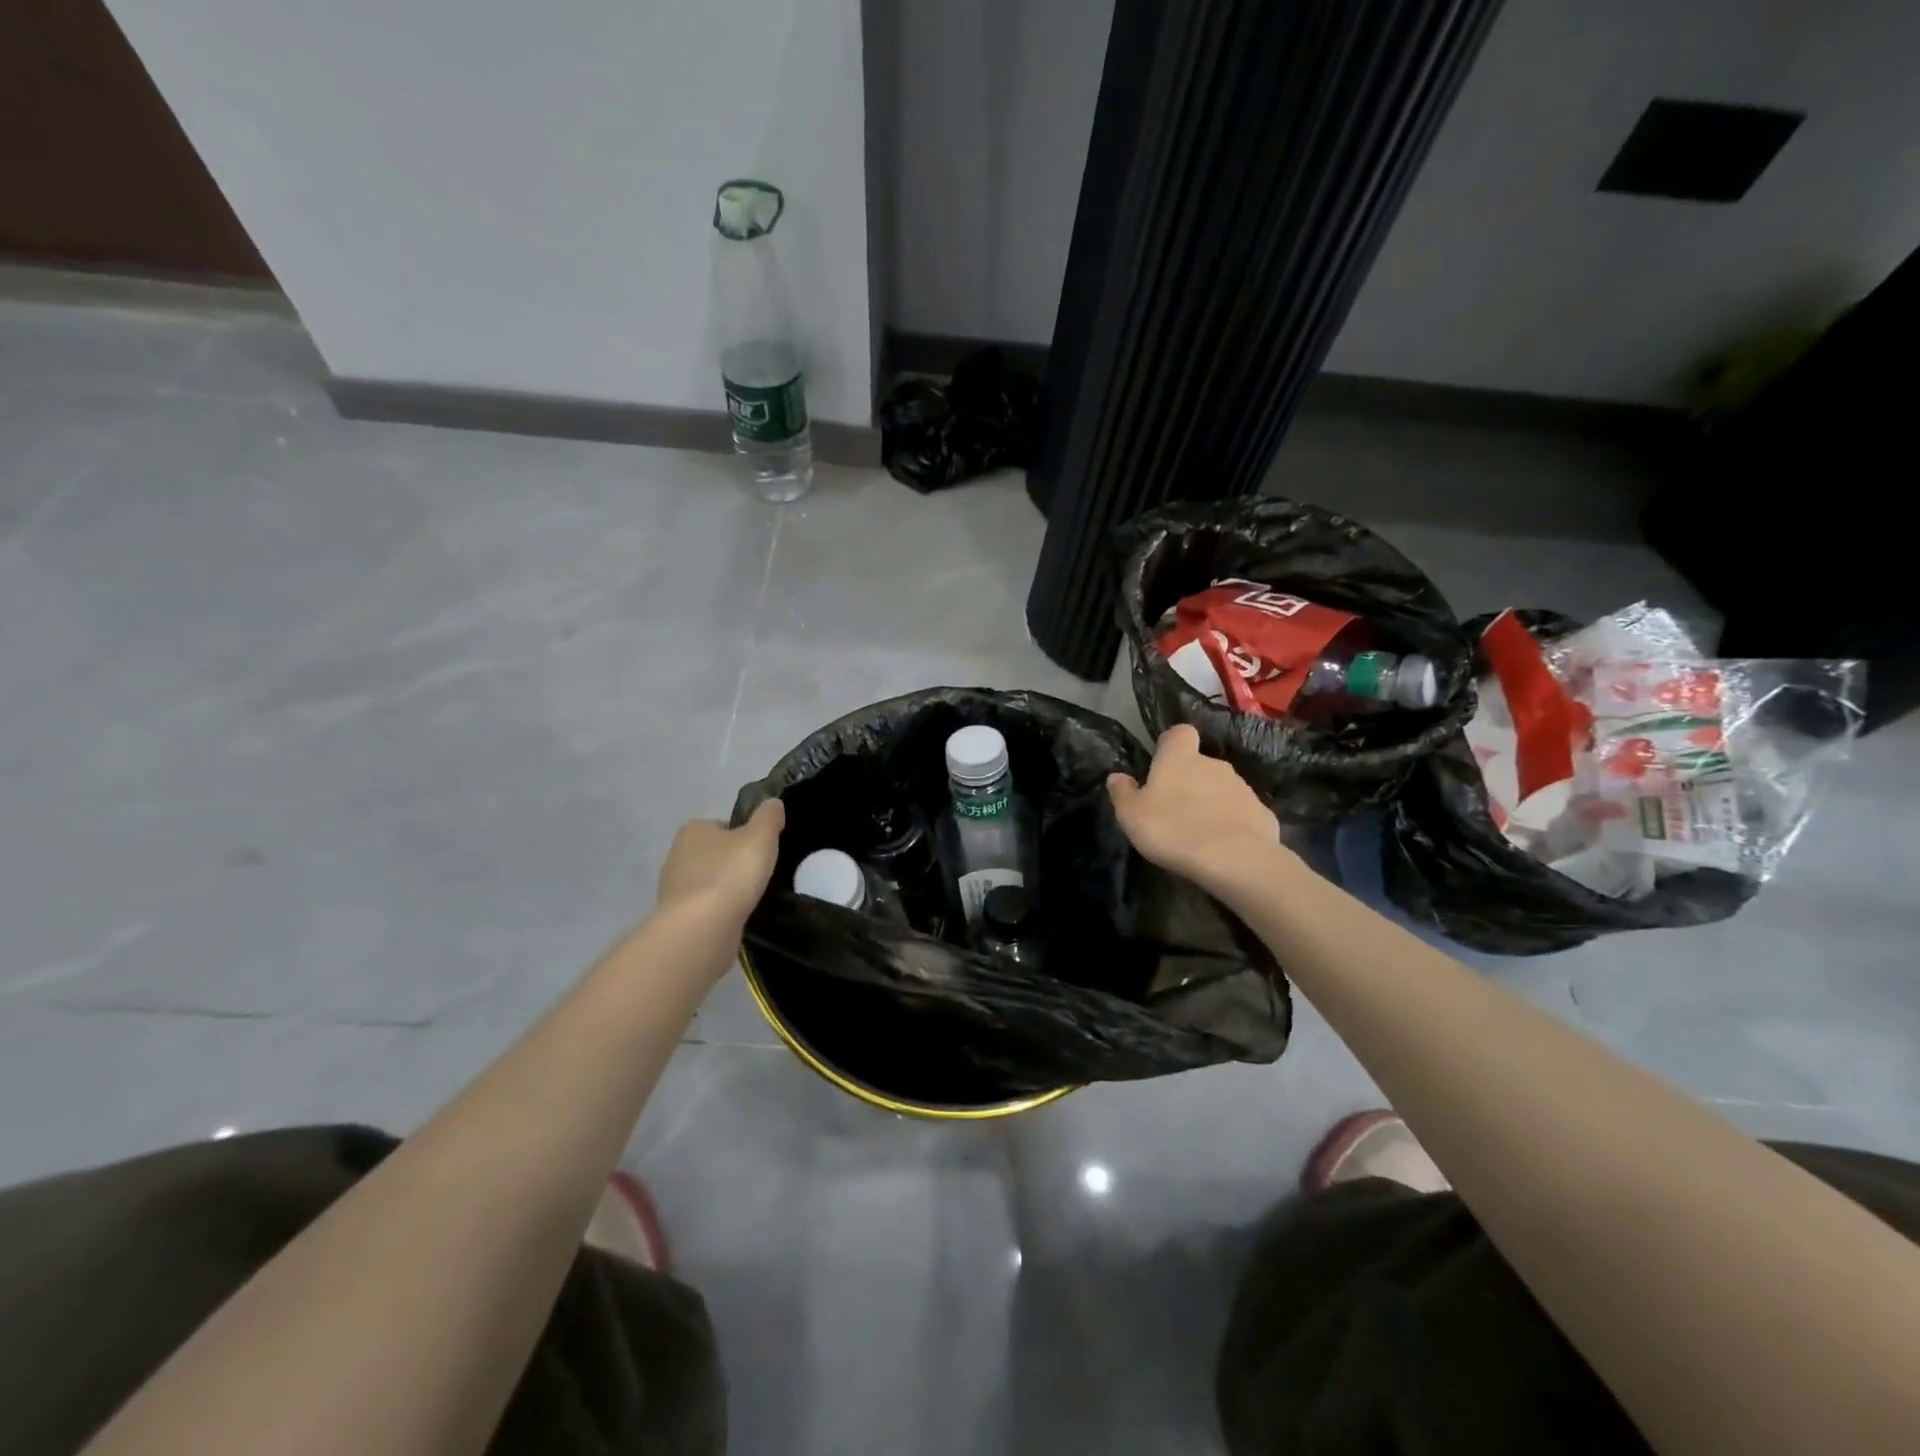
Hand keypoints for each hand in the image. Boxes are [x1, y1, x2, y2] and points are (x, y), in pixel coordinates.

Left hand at [655, 799, 784, 930]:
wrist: (701, 930)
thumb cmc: (731, 874)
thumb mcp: (761, 837)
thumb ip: (768, 817)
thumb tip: (773, 803)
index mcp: (693, 830)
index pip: (722, 825)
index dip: (743, 835)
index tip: (761, 850)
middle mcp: (677, 854)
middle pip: (713, 853)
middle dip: (733, 862)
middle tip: (759, 873)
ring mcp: (674, 889)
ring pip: (708, 881)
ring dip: (726, 888)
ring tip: (751, 898)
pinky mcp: (677, 918)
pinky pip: (704, 907)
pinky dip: (719, 910)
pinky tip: (736, 917)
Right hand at [1108, 726, 1279, 894]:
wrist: (1234, 859)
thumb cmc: (1173, 829)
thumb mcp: (1131, 814)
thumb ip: (1123, 792)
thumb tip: (1117, 776)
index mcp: (1180, 758)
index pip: (1179, 733)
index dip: (1171, 744)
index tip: (1161, 763)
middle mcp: (1214, 764)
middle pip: (1200, 764)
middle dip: (1189, 781)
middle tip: (1174, 810)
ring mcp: (1242, 788)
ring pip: (1222, 789)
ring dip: (1211, 803)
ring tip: (1198, 833)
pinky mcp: (1263, 814)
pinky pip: (1241, 814)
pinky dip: (1232, 824)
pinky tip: (1223, 847)